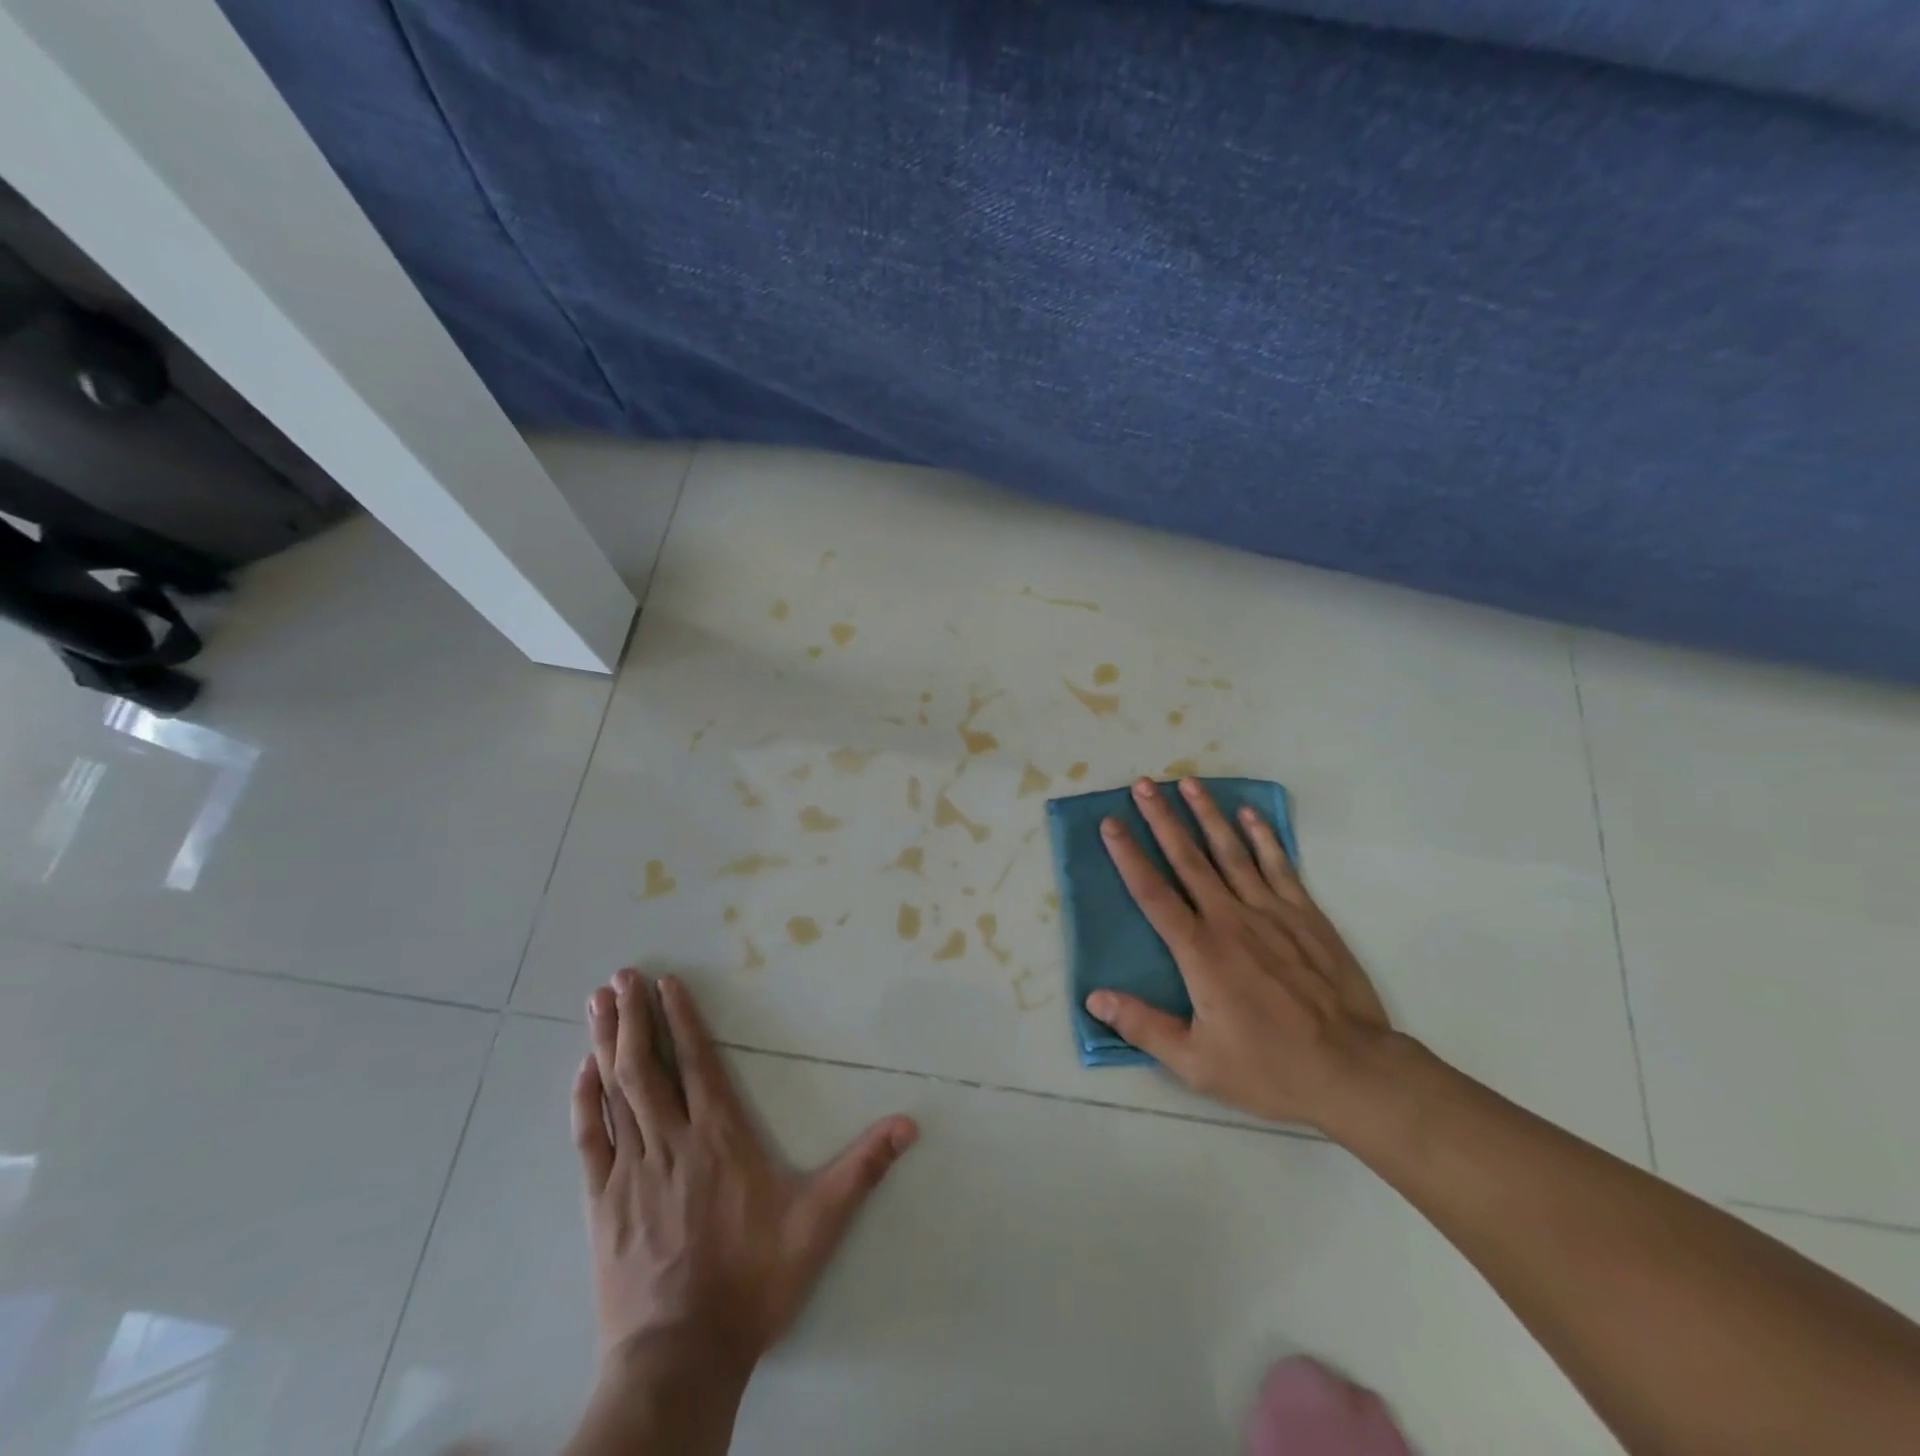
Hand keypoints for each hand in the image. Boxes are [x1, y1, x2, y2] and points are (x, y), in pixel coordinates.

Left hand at [575, 970, 917, 1373]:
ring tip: (598, 1002)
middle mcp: (672, 1140)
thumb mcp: (819, 1224)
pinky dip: (583, 1101)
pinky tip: (581, 1072)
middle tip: (622, 975)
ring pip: (616, 1092)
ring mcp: (632, 1170)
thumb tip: (909, 1124)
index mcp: (720, 1137)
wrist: (680, 1358)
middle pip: (648, 1065)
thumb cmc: (753, 1282)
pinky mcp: (602, 1202)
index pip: (698, 1062)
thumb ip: (862, 1169)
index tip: (666, 983)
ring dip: (606, 1043)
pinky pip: (589, 1140)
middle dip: (634, 1016)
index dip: (681, 1019)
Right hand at [1085, 777, 1394, 1130]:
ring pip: (1231, 852)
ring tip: (1187, 783)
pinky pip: (1280, 866)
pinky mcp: (1306, 916)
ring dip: (1207, 815)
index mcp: (1199, 951)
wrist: (1353, 1071)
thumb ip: (1143, 1026)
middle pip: (1188, 859)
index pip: (1153, 893)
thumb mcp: (1196, 1063)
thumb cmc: (1269, 1068)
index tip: (1110, 823)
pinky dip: (1263, 837)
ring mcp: (1272, 913)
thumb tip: (1093, 999)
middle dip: (1162, 819)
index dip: (1128, 856)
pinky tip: (1249, 814)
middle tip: (1142, 785)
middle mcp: (1230, 920)